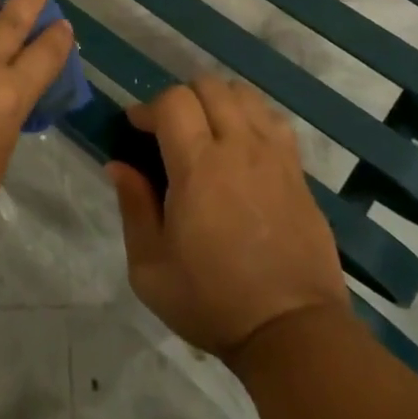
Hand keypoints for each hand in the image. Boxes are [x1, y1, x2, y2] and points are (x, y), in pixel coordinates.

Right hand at [107, 77, 351, 362]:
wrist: (292, 332)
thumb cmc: (212, 301)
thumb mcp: (150, 268)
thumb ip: (133, 208)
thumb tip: (119, 165)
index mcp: (198, 167)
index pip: (173, 100)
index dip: (149, 108)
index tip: (136, 129)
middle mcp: (238, 148)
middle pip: (209, 86)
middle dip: (182, 98)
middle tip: (170, 131)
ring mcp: (274, 156)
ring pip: (245, 95)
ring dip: (219, 102)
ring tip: (207, 132)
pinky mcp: (298, 172)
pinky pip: (274, 120)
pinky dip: (252, 118)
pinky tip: (242, 147)